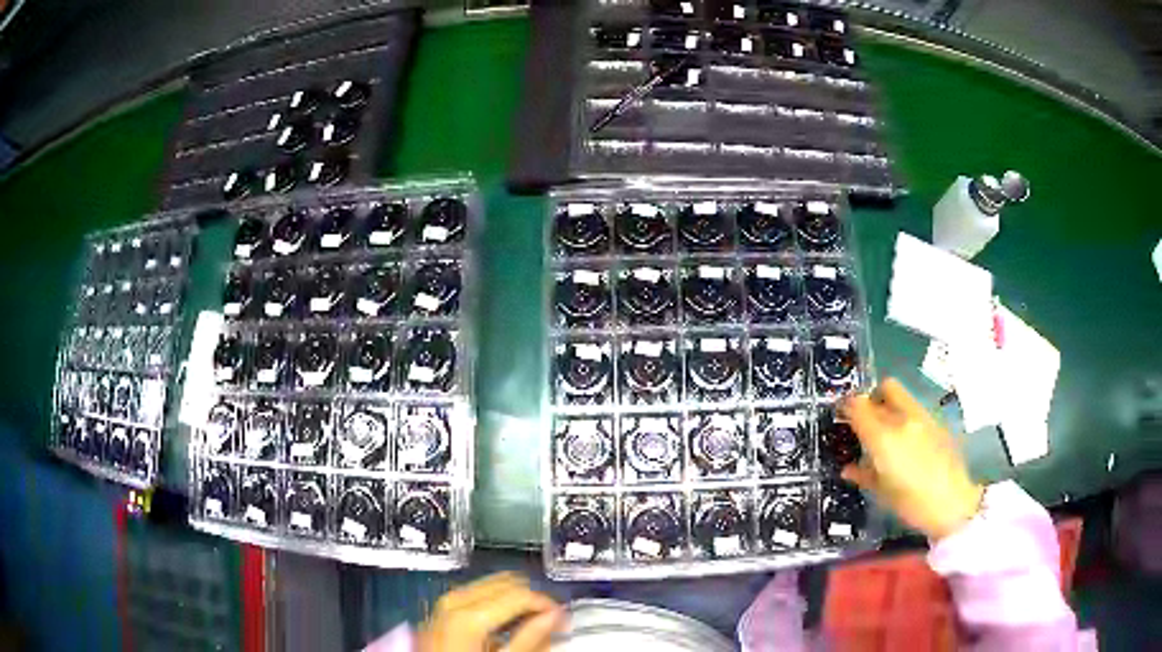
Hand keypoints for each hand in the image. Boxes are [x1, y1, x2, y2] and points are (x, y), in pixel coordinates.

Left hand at [418, 572, 564, 651]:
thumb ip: (531, 637)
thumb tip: (555, 616)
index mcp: (470, 613)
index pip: (522, 592)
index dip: (548, 604)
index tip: (563, 619)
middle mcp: (454, 600)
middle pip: (506, 582)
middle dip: (531, 600)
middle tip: (550, 621)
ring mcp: (444, 603)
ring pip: (491, 585)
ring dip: (514, 600)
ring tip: (529, 623)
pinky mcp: (440, 610)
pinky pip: (475, 595)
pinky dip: (495, 604)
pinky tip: (503, 624)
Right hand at [839, 378, 983, 540]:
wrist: (954, 503)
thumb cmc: (911, 504)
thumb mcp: (881, 493)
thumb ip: (863, 474)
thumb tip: (849, 468)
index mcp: (883, 437)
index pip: (858, 405)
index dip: (846, 407)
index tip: (842, 416)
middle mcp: (903, 419)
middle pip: (884, 388)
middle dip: (872, 398)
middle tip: (866, 419)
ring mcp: (923, 417)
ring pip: (902, 395)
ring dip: (890, 406)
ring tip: (888, 431)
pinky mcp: (938, 422)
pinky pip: (916, 409)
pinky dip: (906, 417)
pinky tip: (908, 441)